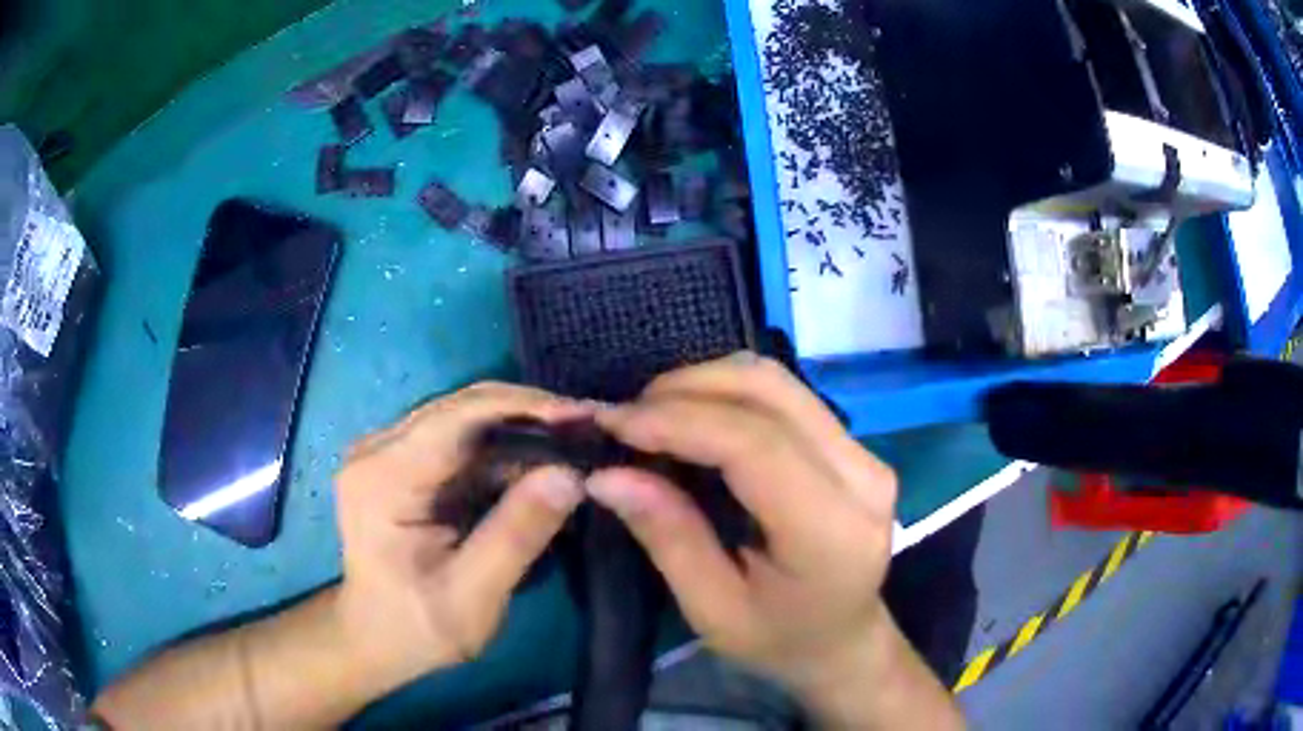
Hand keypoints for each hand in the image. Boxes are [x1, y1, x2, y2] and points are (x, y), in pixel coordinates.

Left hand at [331, 383, 588, 690]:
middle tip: (590, 431)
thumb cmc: (418, 627)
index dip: (524, 407)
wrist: (376, 637)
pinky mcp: (401, 460)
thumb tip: (570, 476)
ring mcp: (387, 449)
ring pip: (465, 419)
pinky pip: (461, 440)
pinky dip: (504, 450)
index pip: (458, 416)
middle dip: (530, 415)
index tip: (584, 418)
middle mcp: (378, 447)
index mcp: (384, 477)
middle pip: (462, 408)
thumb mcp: (473, 596)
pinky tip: (540, 465)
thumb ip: (516, 536)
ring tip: (575, 447)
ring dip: (521, 431)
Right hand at [587, 355, 959, 727]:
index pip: (756, 444)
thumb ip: (669, 537)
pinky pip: (785, 396)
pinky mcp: (854, 444)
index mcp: (831, 532)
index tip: (613, 422)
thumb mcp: (712, 610)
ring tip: (652, 415)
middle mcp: (861, 476)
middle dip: (686, 388)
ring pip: (778, 382)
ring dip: (706, 383)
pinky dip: (729, 394)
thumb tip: (607, 474)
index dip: (679, 420)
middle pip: (770, 392)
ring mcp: (865, 453)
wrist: (843, 639)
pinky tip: (692, 418)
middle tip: (627, 416)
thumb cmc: (778, 640)